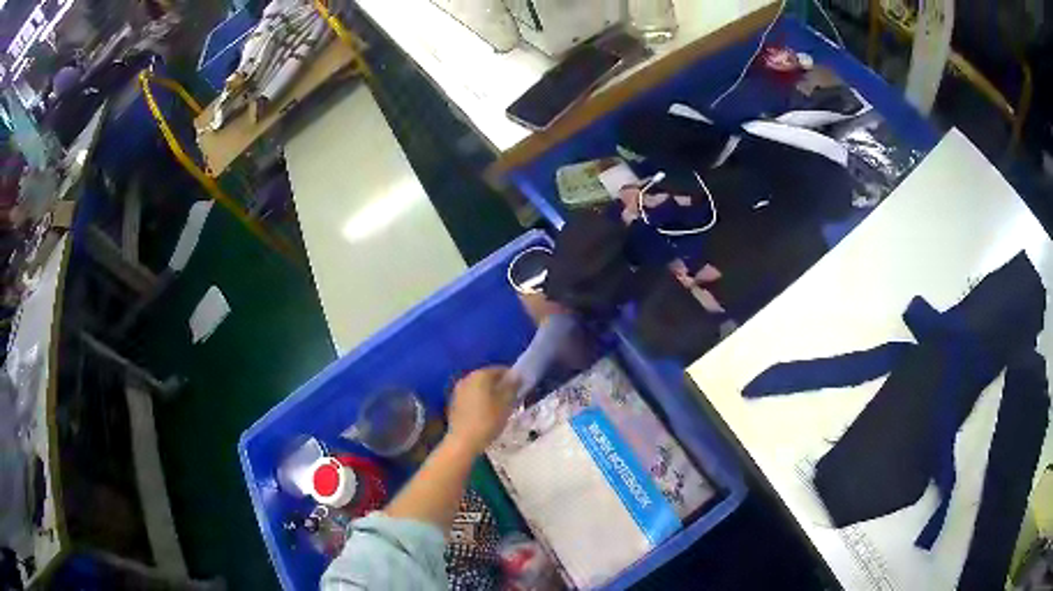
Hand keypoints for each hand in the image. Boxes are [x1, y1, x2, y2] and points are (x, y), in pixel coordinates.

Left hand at [446, 367, 518, 454]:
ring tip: (500, 407)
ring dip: (490, 393)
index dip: (512, 378)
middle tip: (512, 398)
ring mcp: (458, 390)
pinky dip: (480, 400)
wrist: (462, 441)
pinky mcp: (454, 402)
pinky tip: (486, 413)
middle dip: (500, 385)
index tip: (521, 389)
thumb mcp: (505, 404)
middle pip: (488, 377)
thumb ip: (511, 387)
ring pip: (479, 387)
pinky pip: (471, 396)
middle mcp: (467, 378)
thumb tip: (516, 374)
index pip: (500, 369)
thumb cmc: (487, 421)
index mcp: (480, 375)